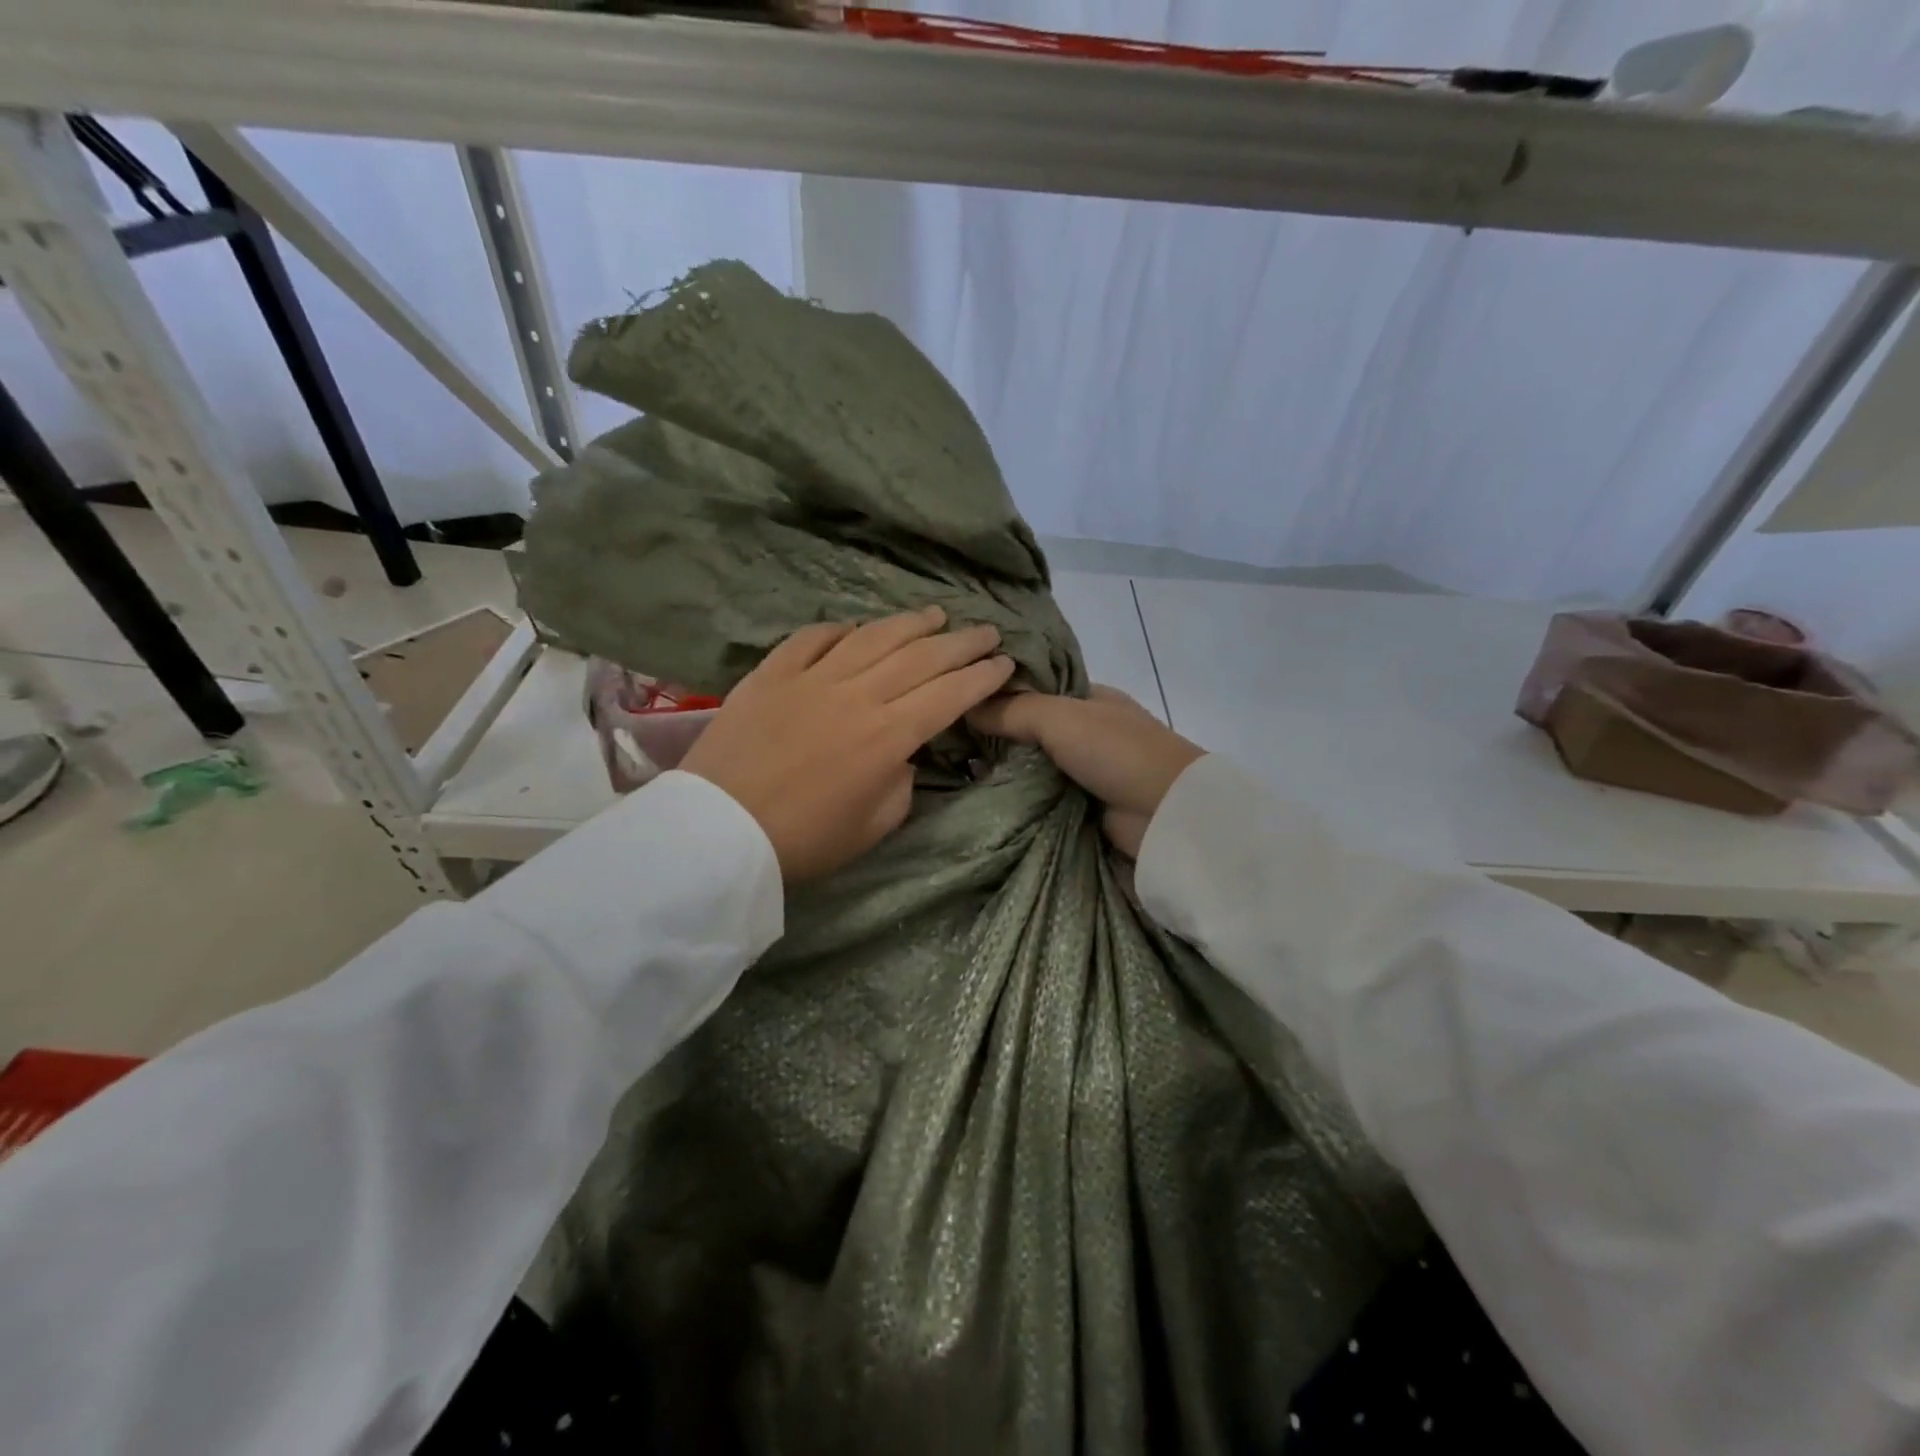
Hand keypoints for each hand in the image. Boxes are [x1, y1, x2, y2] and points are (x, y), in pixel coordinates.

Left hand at [681, 607, 1014, 882]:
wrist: (718, 832)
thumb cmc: (804, 841)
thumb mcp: (873, 827)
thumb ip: (901, 784)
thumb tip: (902, 753)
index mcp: (888, 736)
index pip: (949, 694)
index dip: (981, 676)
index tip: (1004, 662)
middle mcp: (857, 695)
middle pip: (920, 657)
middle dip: (961, 642)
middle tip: (986, 631)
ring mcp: (811, 678)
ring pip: (873, 637)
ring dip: (911, 623)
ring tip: (936, 615)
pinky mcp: (771, 674)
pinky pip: (812, 638)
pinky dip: (840, 630)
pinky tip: (856, 629)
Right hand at [969, 686, 1204, 856]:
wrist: (1166, 814)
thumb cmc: (1116, 752)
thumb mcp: (1061, 717)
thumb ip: (1013, 710)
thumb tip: (966, 707)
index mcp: (1089, 697)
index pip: (1035, 687)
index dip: (999, 692)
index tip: (956, 698)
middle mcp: (1086, 730)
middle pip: (1029, 728)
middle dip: (994, 735)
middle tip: (946, 739)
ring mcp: (1085, 770)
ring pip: (1031, 764)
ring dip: (1001, 769)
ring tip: (952, 768)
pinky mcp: (1080, 806)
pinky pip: (1038, 796)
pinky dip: (1015, 796)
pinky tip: (980, 795)